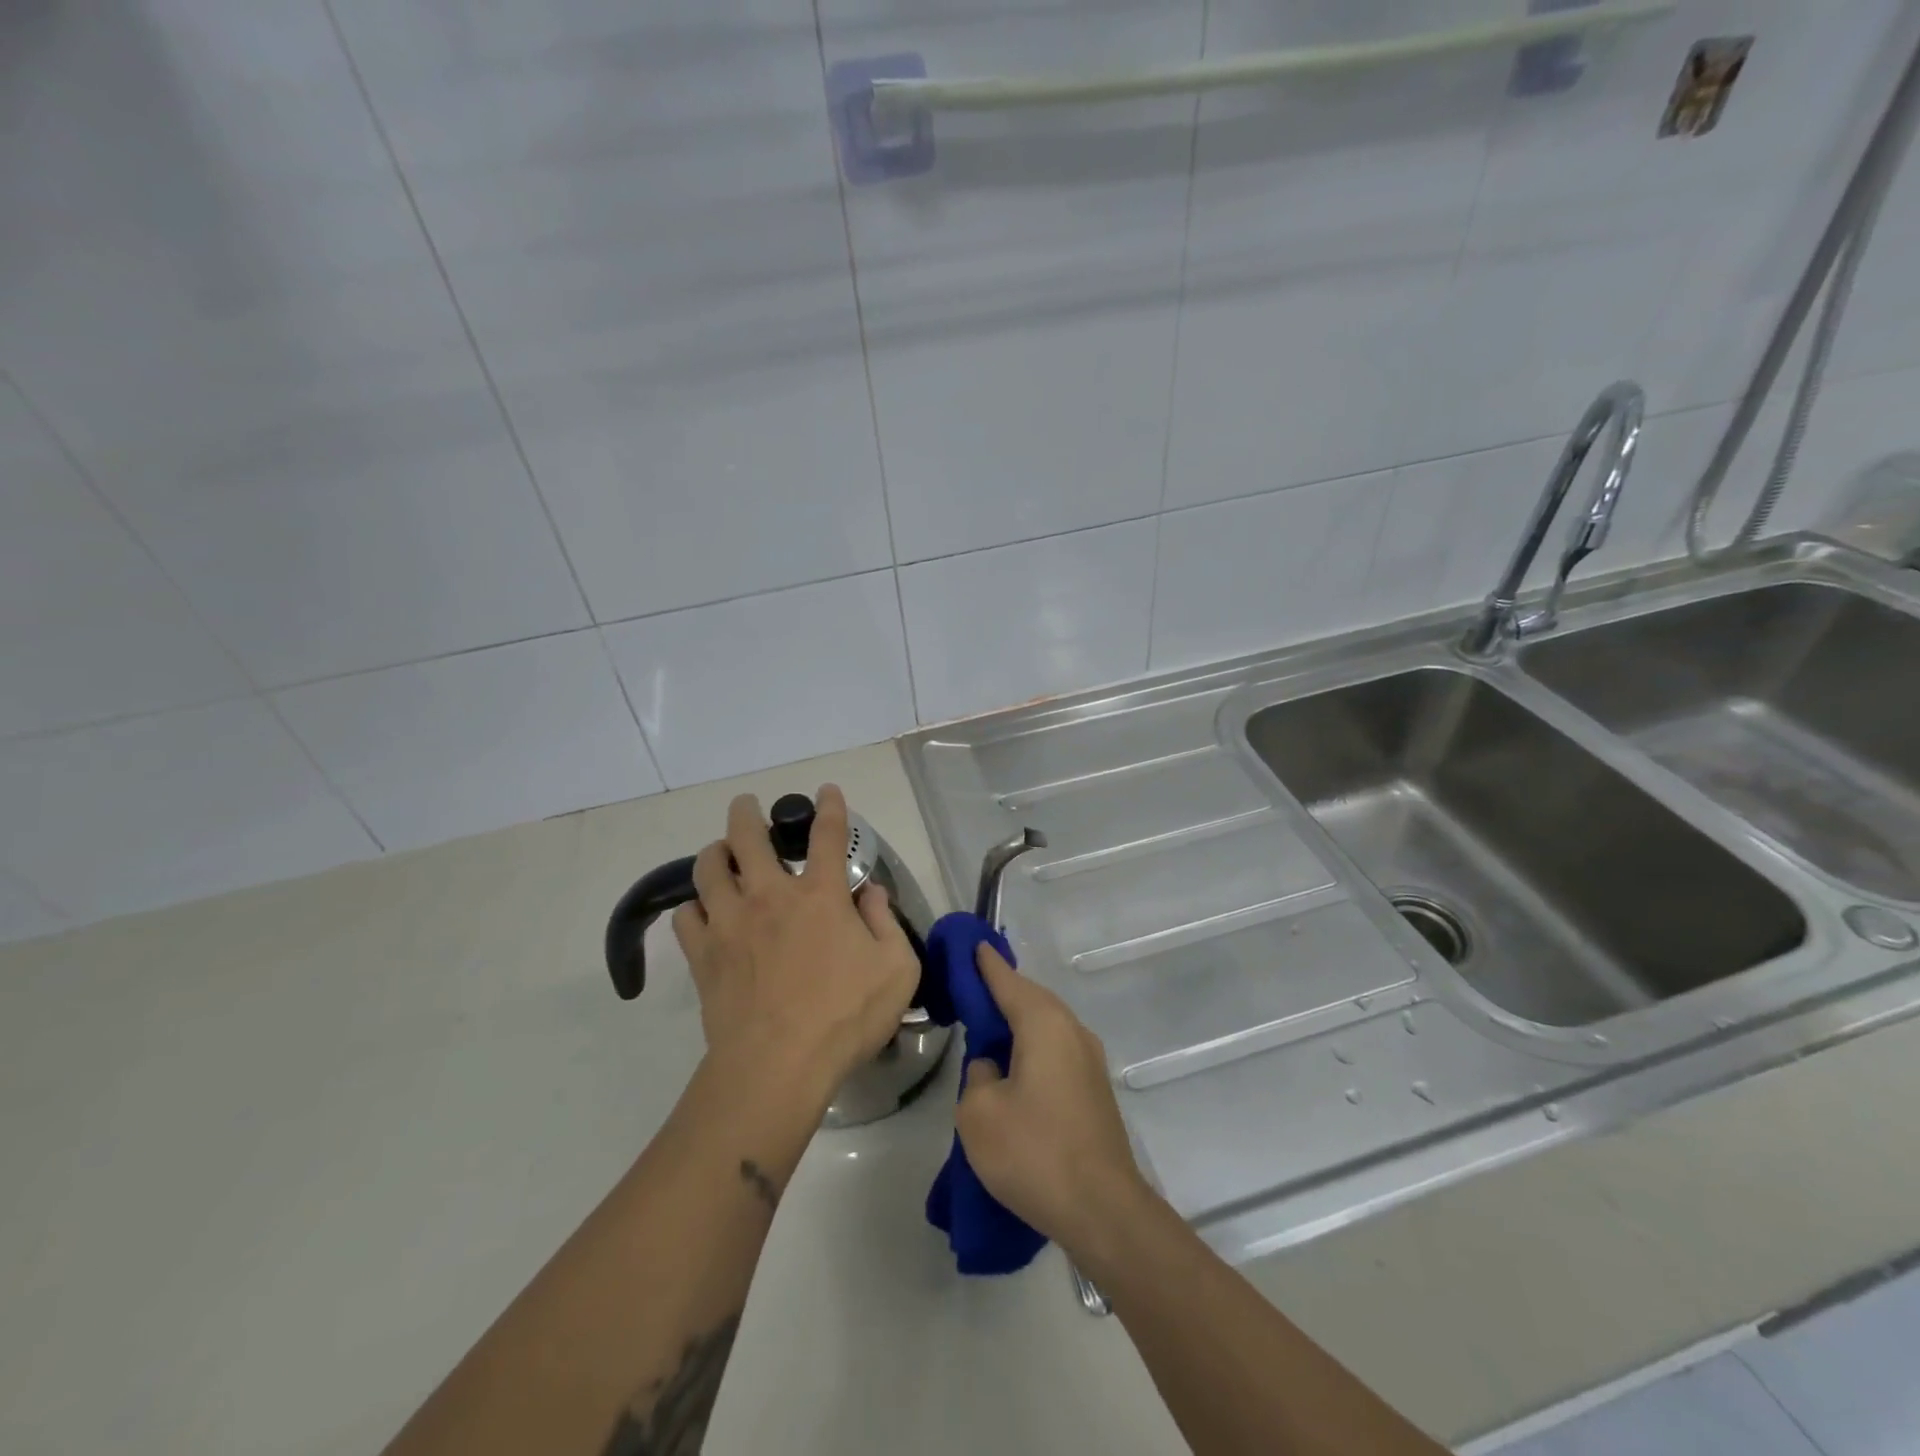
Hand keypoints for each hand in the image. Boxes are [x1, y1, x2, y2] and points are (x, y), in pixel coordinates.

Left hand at [671, 786, 919, 1105]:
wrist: (778, 1065)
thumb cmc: (846, 1018)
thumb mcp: (897, 969)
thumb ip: (887, 923)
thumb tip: (870, 893)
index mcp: (820, 896)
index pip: (828, 835)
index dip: (829, 807)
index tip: (826, 791)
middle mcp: (771, 896)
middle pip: (748, 837)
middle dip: (746, 813)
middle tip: (746, 806)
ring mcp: (730, 923)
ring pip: (708, 868)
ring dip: (714, 853)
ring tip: (720, 853)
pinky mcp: (704, 955)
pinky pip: (686, 916)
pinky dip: (693, 907)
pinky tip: (702, 912)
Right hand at [955, 945, 1150, 1258]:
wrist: (1103, 1210)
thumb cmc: (1035, 1152)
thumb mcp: (979, 1112)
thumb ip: (977, 1075)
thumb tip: (993, 1068)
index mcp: (1044, 1023)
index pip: (1007, 980)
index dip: (985, 963)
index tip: (971, 944)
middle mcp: (1072, 1031)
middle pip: (1031, 998)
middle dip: (1002, 990)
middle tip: (971, 987)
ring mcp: (1089, 1061)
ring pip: (1046, 1025)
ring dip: (1018, 1021)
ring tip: (988, 1027)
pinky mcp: (1094, 1090)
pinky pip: (1056, 1050)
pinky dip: (1032, 1046)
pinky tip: (1014, 1066)